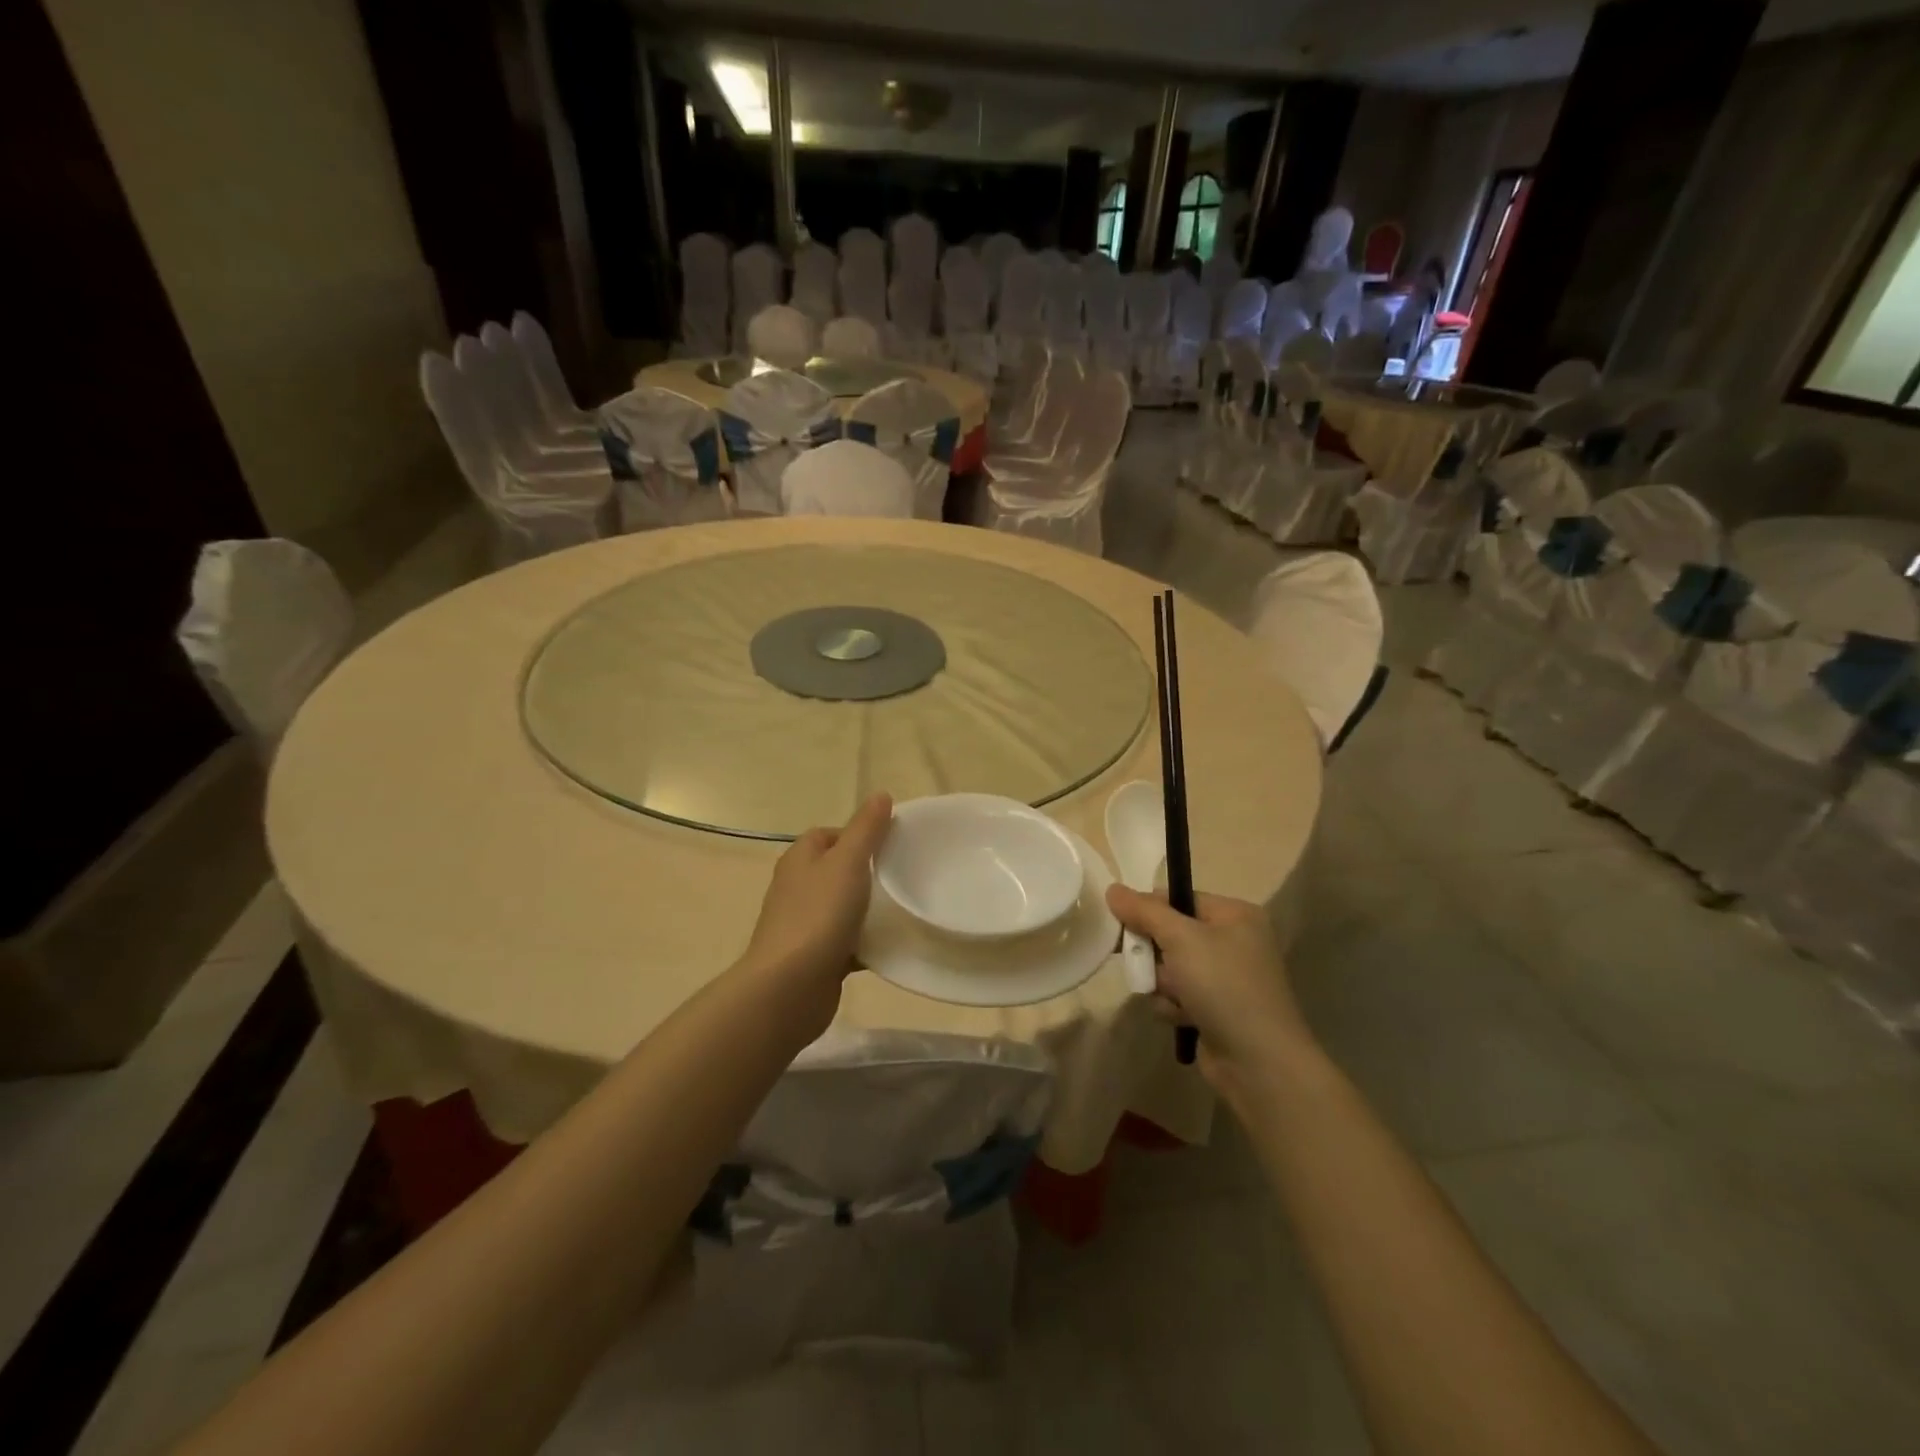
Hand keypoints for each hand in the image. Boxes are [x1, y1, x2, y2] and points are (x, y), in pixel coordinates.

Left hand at [744, 794, 892, 1001]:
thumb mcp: (847, 862)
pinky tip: (891, 946)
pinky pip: (847, 942)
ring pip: (843, 907)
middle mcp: (797, 888)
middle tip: (903, 876)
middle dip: (868, 872)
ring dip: (868, 909)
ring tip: (903, 909)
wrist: (789, 988)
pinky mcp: (815, 957)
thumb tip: (880, 794)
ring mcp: (804, 924)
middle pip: (837, 870)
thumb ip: (866, 829)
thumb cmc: (818, 915)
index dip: (858, 835)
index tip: (891, 845)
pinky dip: (866, 942)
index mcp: (800, 859)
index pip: (828, 835)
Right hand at [1106, 886, 1312, 1100]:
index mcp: (1235, 915)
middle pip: (1171, 934)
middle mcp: (1234, 942)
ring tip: (1173, 998)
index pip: (1178, 899)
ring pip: (1170, 968)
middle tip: (1141, 964)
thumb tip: (1113, 889)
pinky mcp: (1217, 1009)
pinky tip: (1181, 1018)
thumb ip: (1144, 911)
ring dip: (1161, 983)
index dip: (1148, 911)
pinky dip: (1173, 1005)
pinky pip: (1178, 995)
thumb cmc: (1223, 985)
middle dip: (1154, 954)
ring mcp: (1226, 978)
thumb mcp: (1181, 938)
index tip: (1123, 925)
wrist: (1258, 1061)